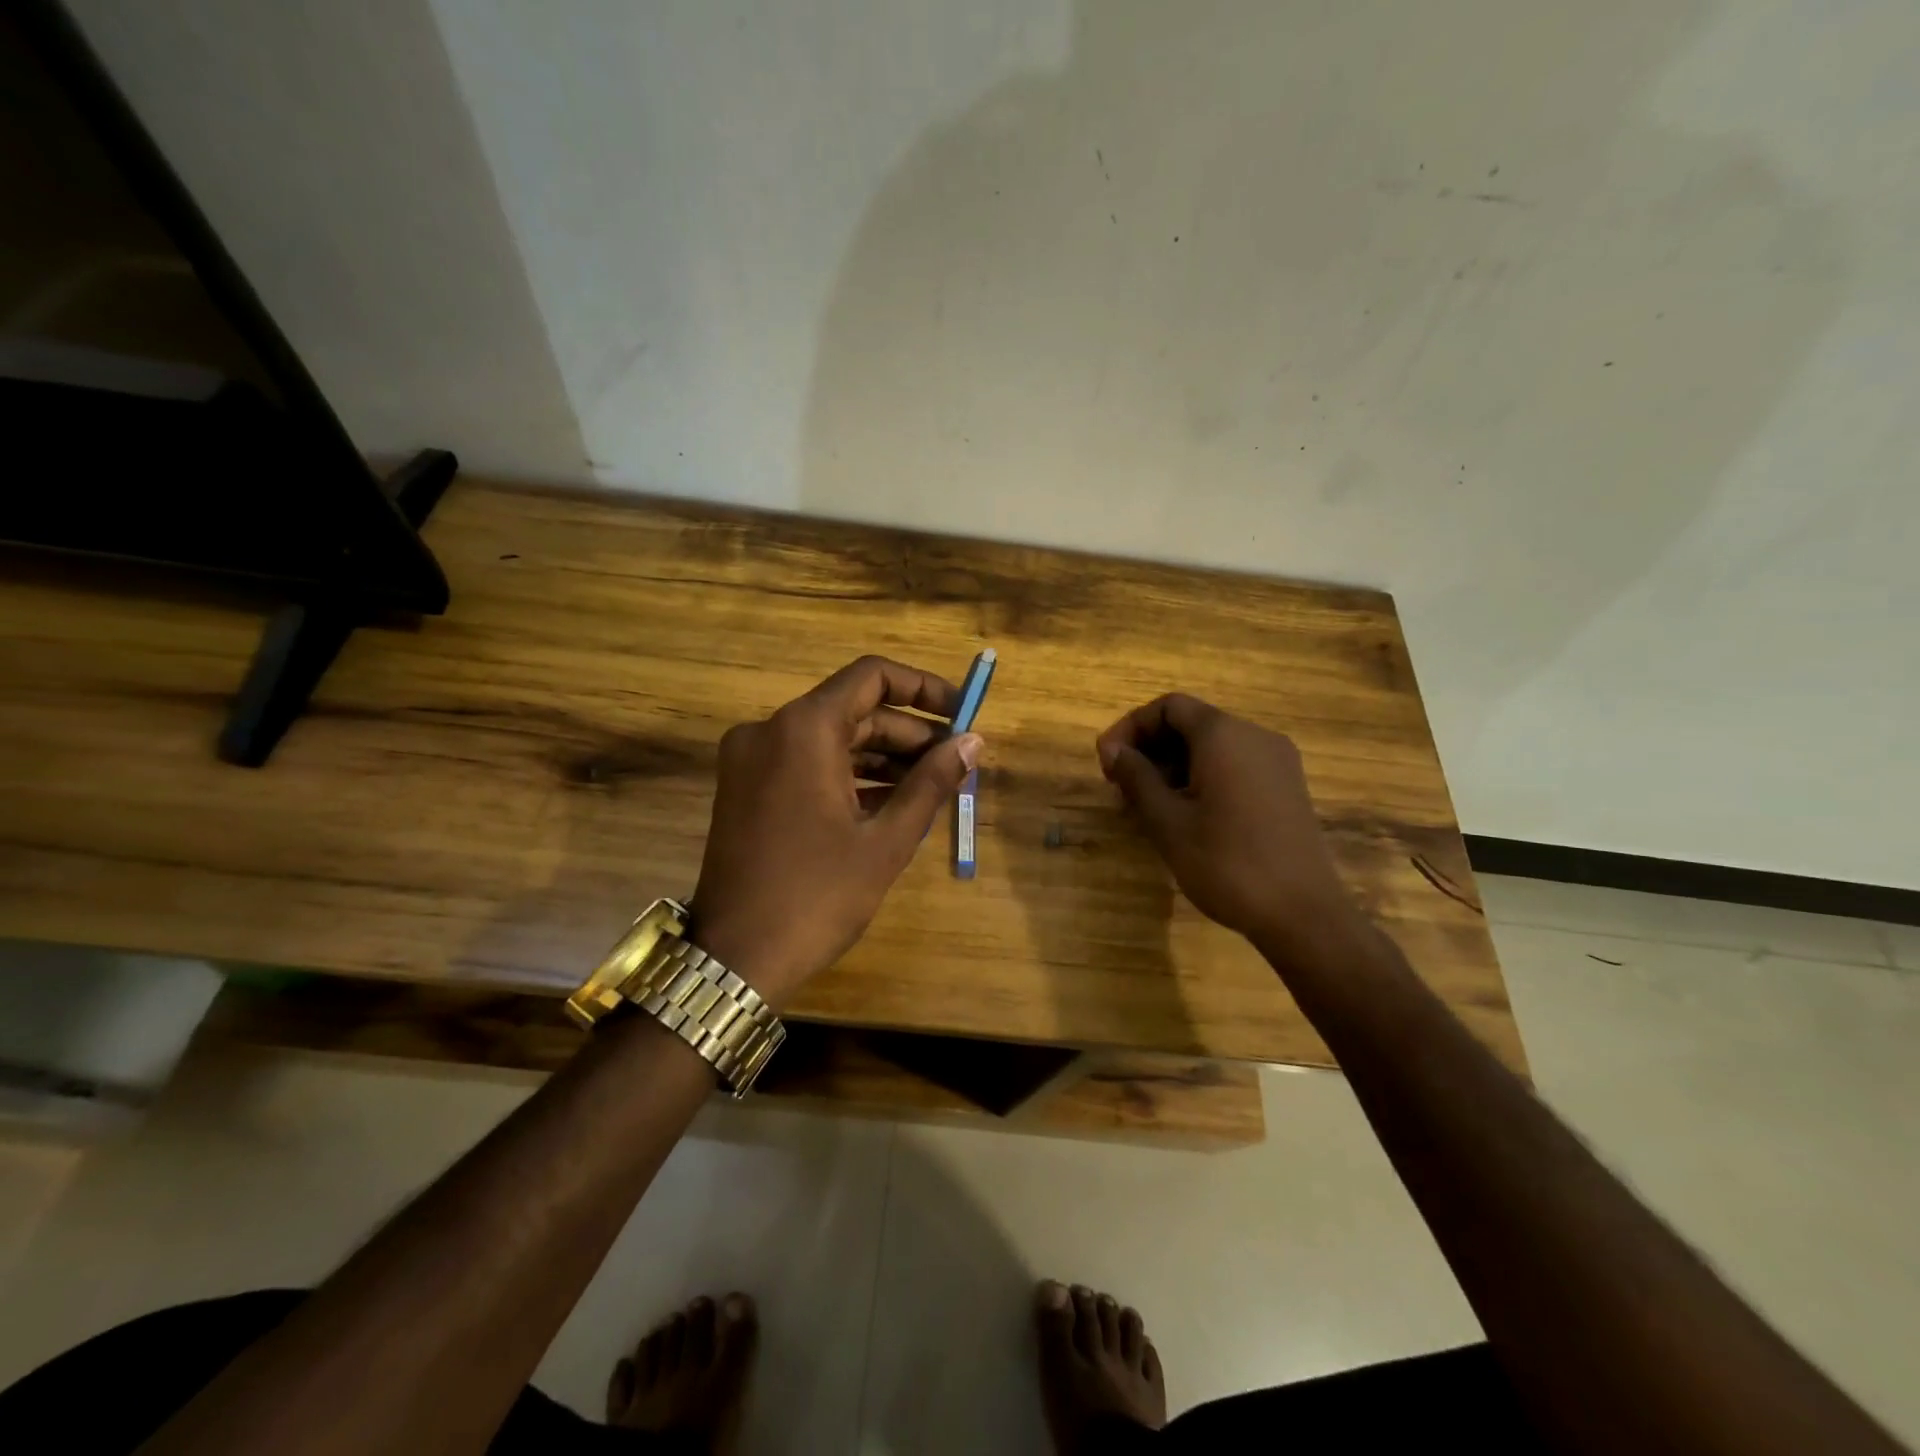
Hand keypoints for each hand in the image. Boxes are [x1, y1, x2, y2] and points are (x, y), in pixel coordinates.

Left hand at [691, 656, 982, 1006]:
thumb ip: (932, 782)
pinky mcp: (745, 788)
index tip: (961, 712)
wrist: (734, 959)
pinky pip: (807, 763)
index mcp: (803, 729)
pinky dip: (849, 775)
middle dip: (908, 733)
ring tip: (932, 786)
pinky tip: (890, 802)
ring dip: (882, 757)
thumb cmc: (817, 897)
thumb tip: (974, 742)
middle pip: (853, 710)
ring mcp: (752, 759)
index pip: (872, 676)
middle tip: (956, 761)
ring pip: (831, 738)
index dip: (923, 688)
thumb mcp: (886, 840)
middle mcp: (770, 730)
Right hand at [1095, 694, 1363, 960]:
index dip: (1131, 727)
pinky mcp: (1286, 788)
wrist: (1303, 915)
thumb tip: (1112, 749)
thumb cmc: (1226, 863)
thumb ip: (1136, 777)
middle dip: (1150, 748)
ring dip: (1173, 766)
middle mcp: (1255, 736)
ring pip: (1212, 747)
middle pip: (1191, 723)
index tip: (1107, 762)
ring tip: (1145, 806)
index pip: (1169, 707)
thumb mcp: (1167, 822)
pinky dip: (1201, 778)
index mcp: (1224, 735)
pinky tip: (1184, 815)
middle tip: (1120, 787)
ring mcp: (1276, 762)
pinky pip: (1234, 766)